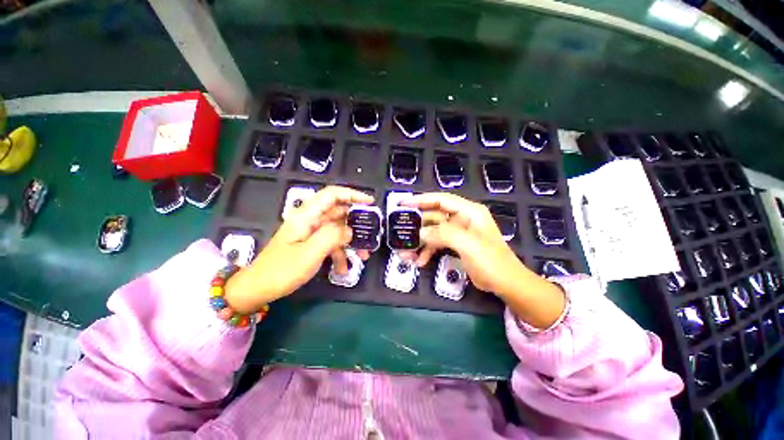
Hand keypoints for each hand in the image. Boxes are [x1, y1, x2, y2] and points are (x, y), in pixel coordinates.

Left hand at [225, 186, 373, 313]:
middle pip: (338, 212)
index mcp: (307, 215)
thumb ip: (332, 237)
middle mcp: (310, 220)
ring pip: (337, 230)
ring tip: (363, 256)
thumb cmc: (281, 270)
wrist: (258, 289)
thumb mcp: (310, 253)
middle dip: (356, 223)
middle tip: (371, 233)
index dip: (352, 194)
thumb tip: (350, 230)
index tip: (370, 202)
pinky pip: (331, 243)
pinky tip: (344, 269)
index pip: (332, 195)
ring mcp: (311, 233)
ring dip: (351, 242)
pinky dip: (340, 254)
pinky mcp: (311, 244)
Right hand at [402, 193, 565, 328]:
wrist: (506, 283)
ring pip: (434, 231)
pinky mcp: (456, 245)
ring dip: (421, 241)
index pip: (441, 199)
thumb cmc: (491, 260)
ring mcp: (459, 232)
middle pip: (434, 216)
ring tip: (407, 252)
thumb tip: (420, 232)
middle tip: (401, 231)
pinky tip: (420, 261)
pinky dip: (428, 251)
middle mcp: (462, 218)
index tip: (403, 203)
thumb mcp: (467, 244)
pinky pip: (437, 243)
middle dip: (418, 225)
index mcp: (469, 211)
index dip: (421, 200)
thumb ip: (443, 234)